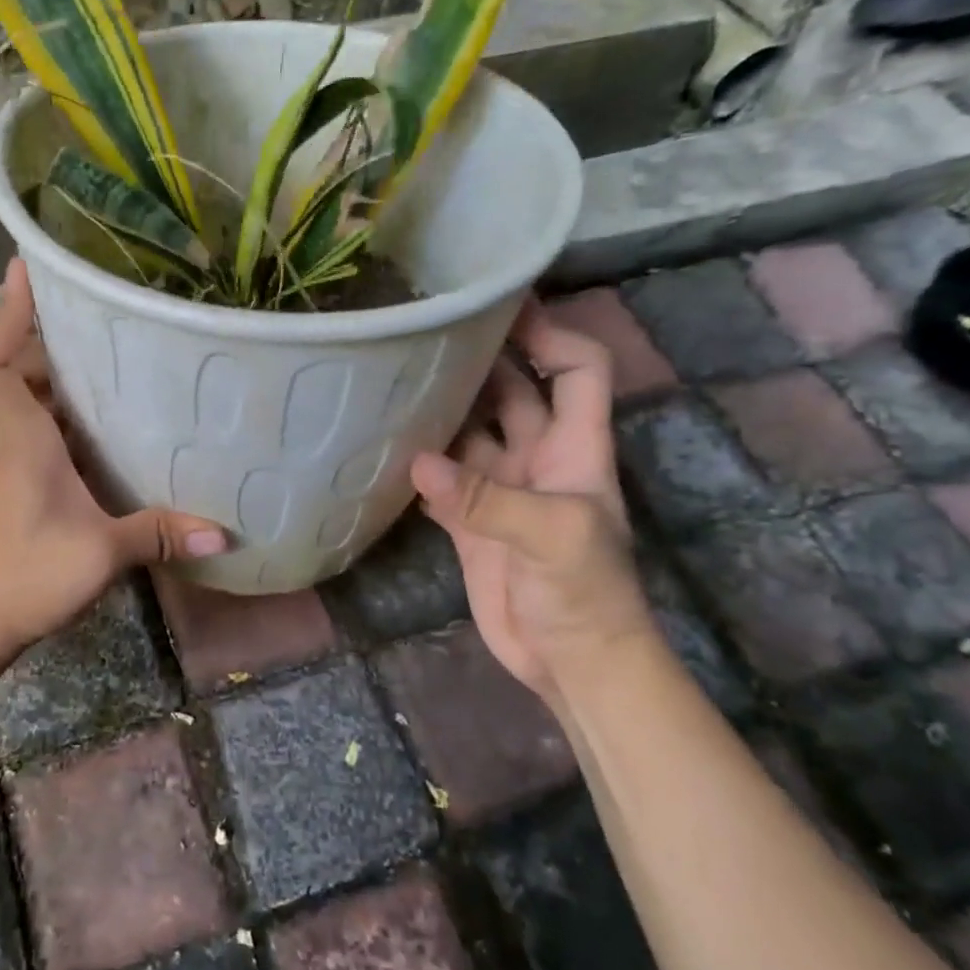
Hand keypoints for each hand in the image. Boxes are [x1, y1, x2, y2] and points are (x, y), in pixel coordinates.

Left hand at [0, 260, 227, 671]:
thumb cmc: (23, 575)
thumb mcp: (100, 554)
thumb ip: (159, 535)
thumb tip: (223, 533)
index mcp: (21, 437)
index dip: (4, 313)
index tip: (23, 270)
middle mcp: (11, 440)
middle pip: (15, 371)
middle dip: (48, 340)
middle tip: (99, 321)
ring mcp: (11, 465)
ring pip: (27, 403)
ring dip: (59, 380)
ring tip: (113, 362)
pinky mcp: (17, 489)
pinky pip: (37, 433)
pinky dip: (64, 419)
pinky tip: (105, 429)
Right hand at [409, 299, 654, 694]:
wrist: (570, 663)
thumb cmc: (586, 594)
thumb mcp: (553, 537)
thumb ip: (486, 498)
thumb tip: (417, 460)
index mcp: (575, 447)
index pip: (578, 369)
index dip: (551, 334)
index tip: (502, 307)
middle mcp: (537, 457)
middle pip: (513, 390)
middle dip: (481, 358)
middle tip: (425, 330)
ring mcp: (500, 489)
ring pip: (469, 431)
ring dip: (441, 407)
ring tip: (391, 375)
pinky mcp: (469, 521)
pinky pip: (440, 477)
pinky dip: (417, 460)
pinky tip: (382, 442)